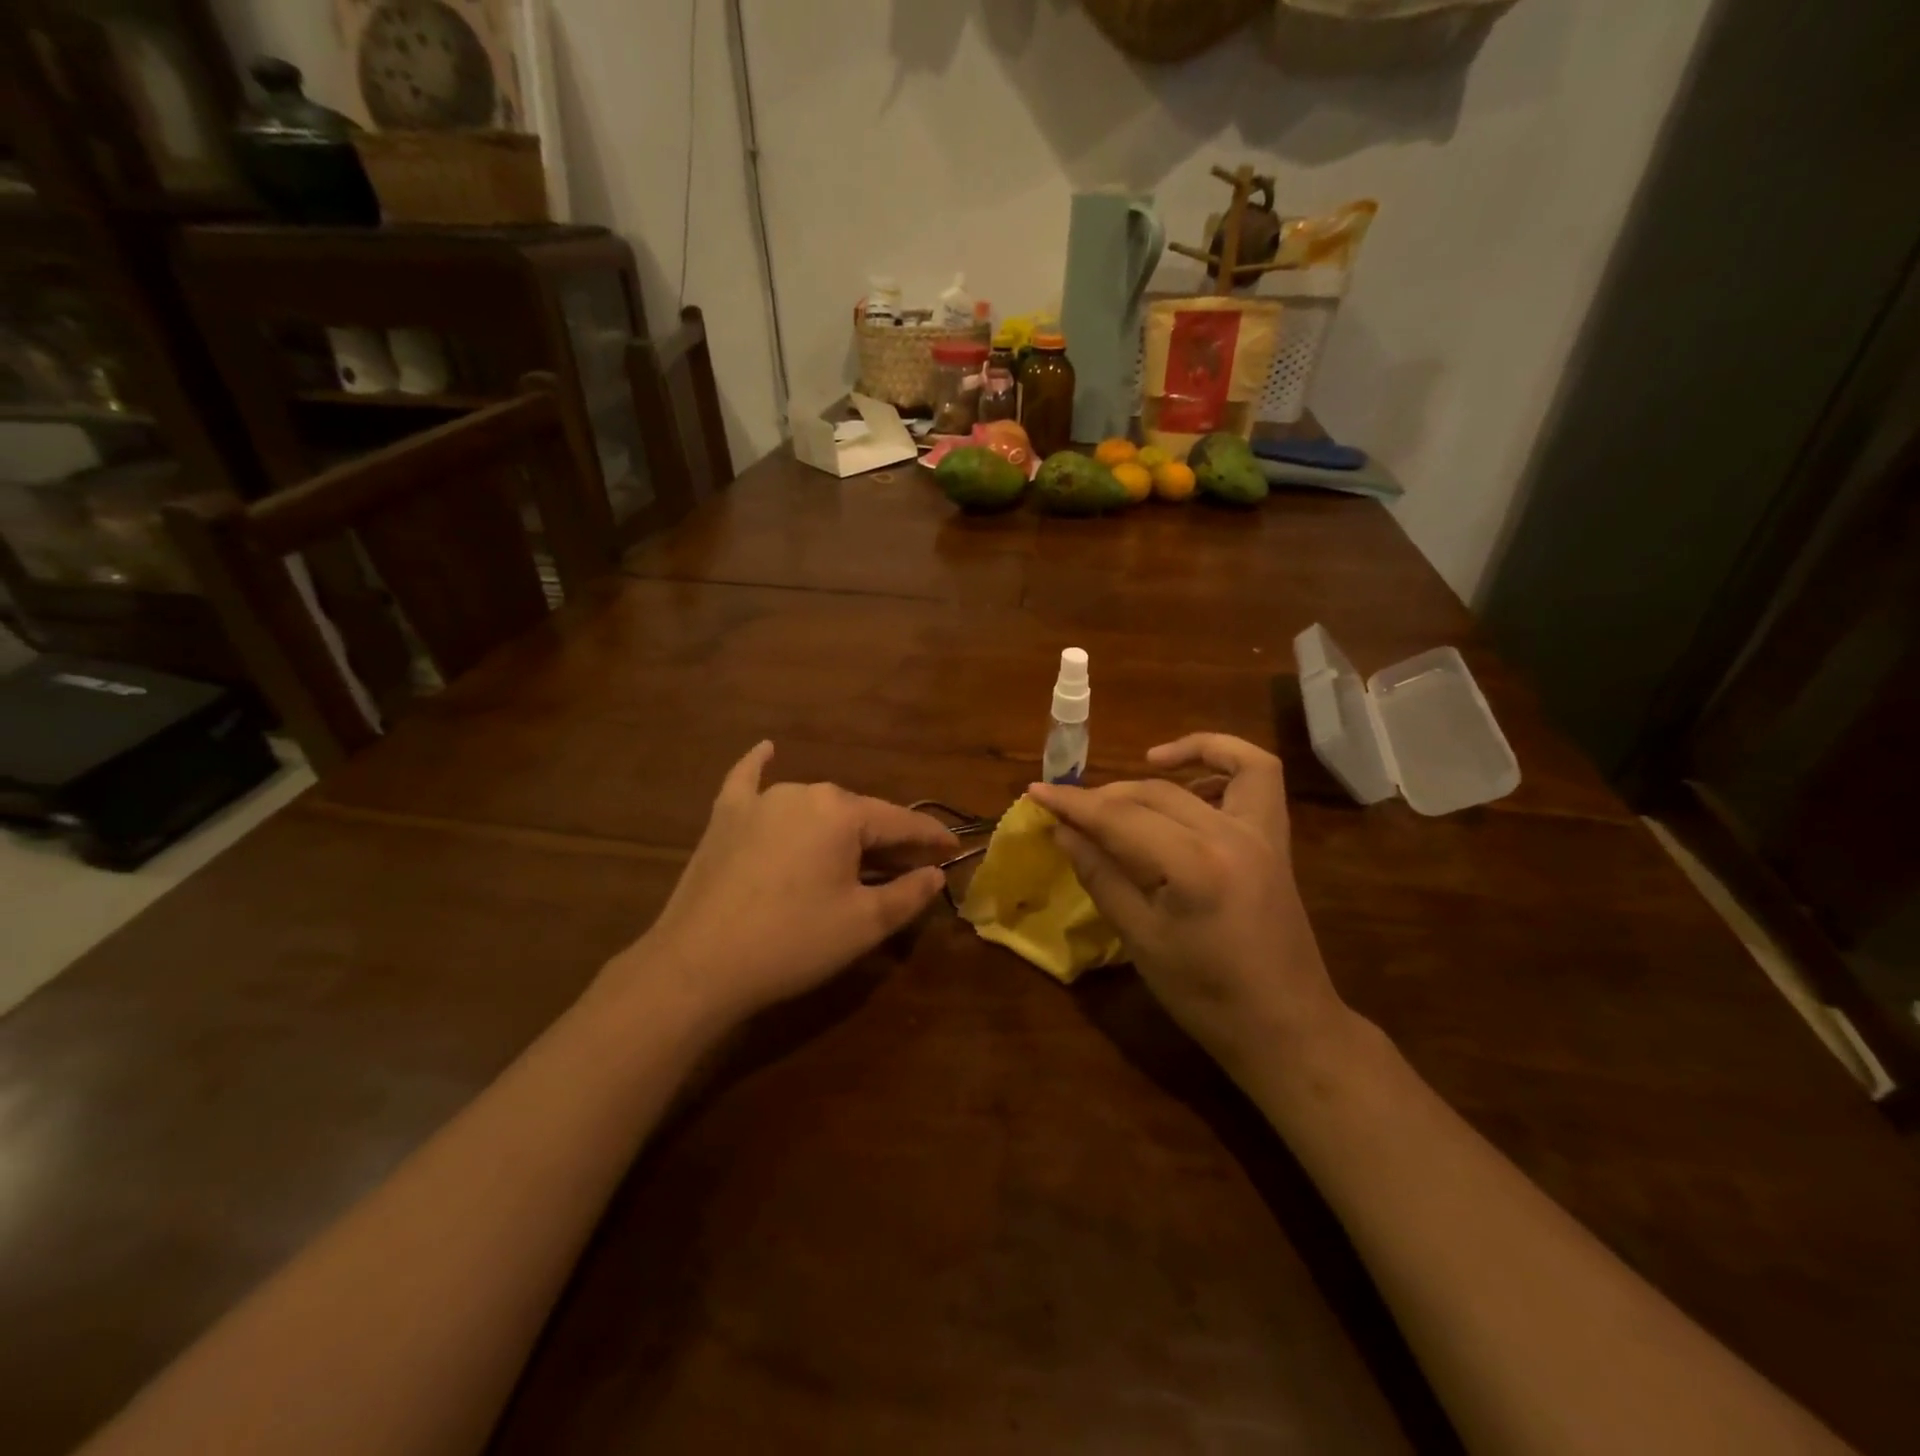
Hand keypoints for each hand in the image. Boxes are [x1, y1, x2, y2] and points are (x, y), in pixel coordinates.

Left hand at [609, 742, 957, 1027]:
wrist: (698, 965)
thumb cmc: (792, 942)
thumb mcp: (863, 924)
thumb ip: (908, 894)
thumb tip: (935, 873)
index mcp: (843, 813)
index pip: (901, 823)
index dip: (931, 839)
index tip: (953, 851)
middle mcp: (805, 792)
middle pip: (858, 814)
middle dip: (887, 838)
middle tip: (908, 866)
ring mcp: (760, 801)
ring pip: (815, 805)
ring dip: (840, 824)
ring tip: (857, 850)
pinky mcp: (725, 817)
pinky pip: (747, 781)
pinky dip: (760, 766)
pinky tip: (766, 749)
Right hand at [1028, 733, 1349, 1081]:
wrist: (1284, 1026)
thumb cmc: (1205, 996)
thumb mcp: (1141, 940)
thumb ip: (1100, 876)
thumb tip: (1062, 831)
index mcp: (1193, 866)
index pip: (1119, 817)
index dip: (1073, 803)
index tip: (1036, 791)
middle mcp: (1229, 834)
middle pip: (1154, 792)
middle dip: (1103, 796)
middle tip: (1068, 809)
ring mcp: (1260, 832)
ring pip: (1206, 771)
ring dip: (1164, 768)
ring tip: (1132, 776)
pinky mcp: (1275, 839)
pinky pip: (1257, 776)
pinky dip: (1224, 761)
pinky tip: (1191, 782)